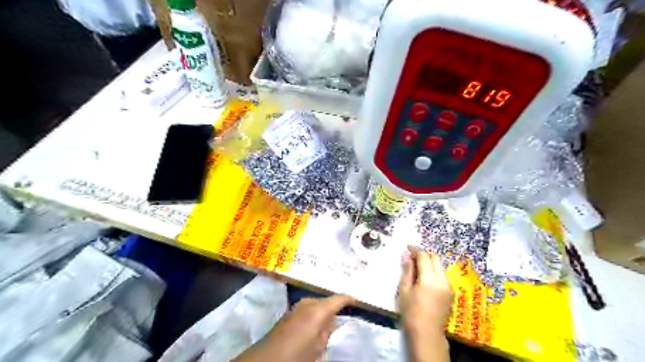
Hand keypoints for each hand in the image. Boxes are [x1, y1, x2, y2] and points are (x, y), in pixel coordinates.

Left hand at [234, 295, 350, 360]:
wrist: (267, 359)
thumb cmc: (297, 355)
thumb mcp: (318, 348)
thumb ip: (327, 332)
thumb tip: (333, 321)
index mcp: (318, 309)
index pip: (339, 299)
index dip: (349, 299)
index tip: (358, 301)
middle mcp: (307, 302)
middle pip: (326, 300)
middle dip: (335, 306)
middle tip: (346, 312)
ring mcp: (297, 306)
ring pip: (316, 304)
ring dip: (324, 310)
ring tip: (332, 318)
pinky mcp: (289, 312)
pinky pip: (307, 308)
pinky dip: (314, 313)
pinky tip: (316, 323)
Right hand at [399, 246, 451, 361]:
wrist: (426, 334)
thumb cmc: (411, 312)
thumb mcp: (404, 290)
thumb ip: (407, 271)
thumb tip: (407, 255)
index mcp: (430, 279)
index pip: (424, 257)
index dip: (415, 250)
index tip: (408, 247)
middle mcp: (442, 280)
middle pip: (435, 258)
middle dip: (424, 255)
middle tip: (412, 257)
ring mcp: (449, 287)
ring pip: (440, 267)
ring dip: (430, 263)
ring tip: (417, 268)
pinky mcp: (450, 293)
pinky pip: (442, 276)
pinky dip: (434, 272)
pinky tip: (425, 279)